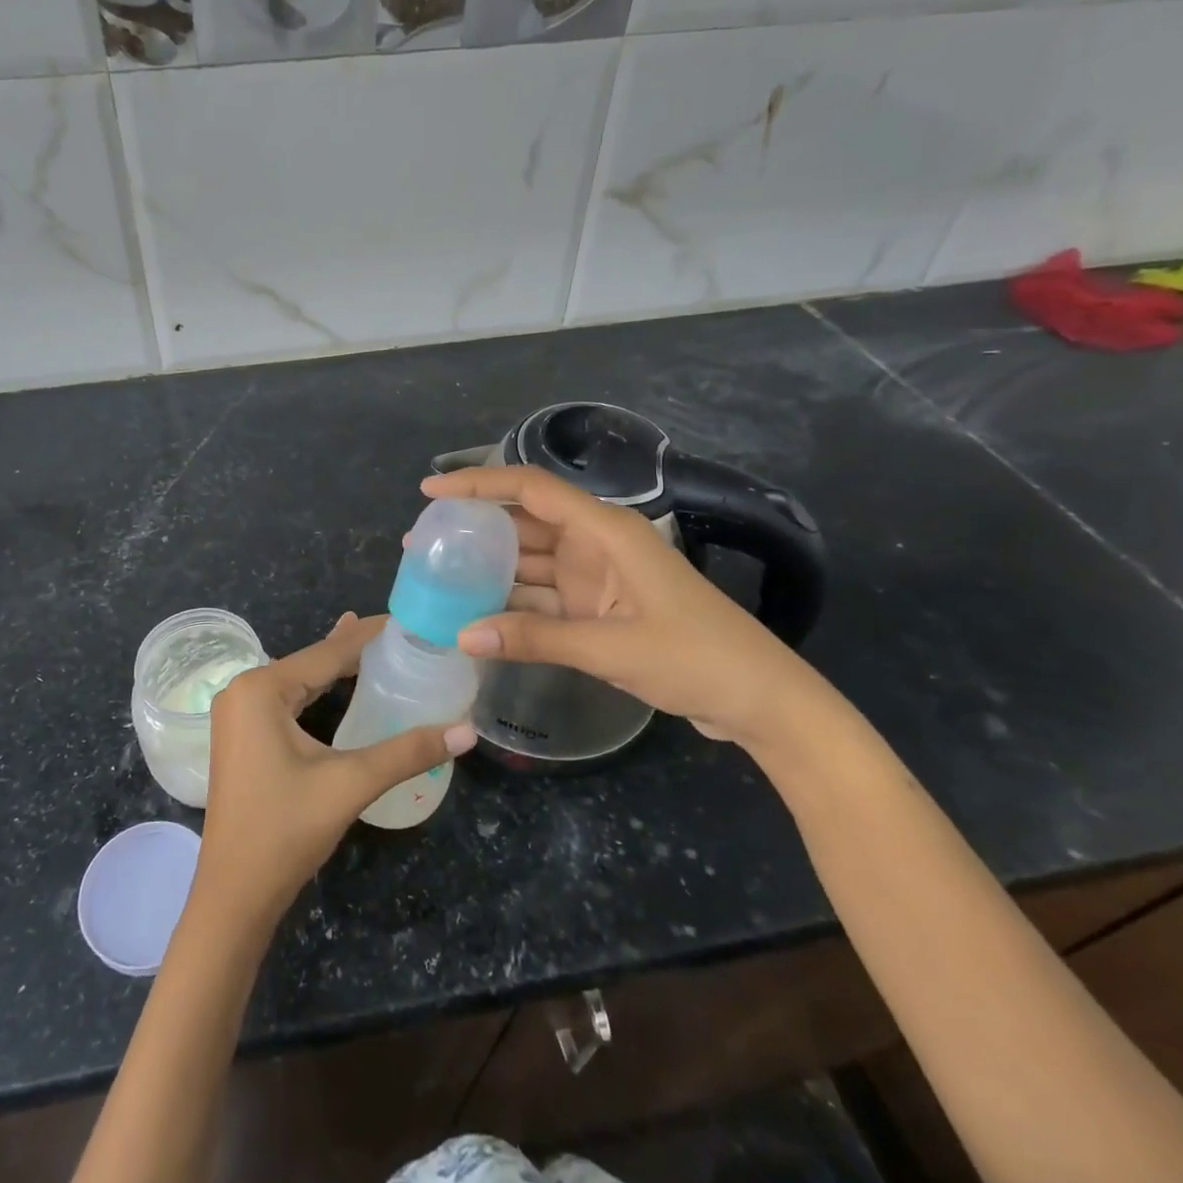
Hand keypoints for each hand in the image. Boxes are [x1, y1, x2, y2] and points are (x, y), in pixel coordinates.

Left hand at [192, 612, 477, 929]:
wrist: (234, 895)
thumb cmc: (285, 831)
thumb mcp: (350, 784)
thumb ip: (407, 752)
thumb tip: (466, 731)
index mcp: (261, 688)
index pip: (327, 651)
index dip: (369, 635)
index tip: (408, 618)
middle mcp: (243, 690)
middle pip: (312, 662)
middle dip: (356, 649)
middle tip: (404, 635)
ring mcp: (238, 714)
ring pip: (299, 680)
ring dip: (336, 668)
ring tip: (377, 647)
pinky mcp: (242, 736)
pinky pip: (286, 700)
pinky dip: (317, 690)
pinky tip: (336, 684)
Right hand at [421, 466, 831, 749]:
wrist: (760, 700)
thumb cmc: (697, 657)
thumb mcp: (612, 648)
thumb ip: (536, 638)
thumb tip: (463, 636)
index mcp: (607, 531)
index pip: (531, 490)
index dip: (479, 482)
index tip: (430, 488)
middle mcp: (597, 545)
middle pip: (524, 523)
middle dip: (475, 526)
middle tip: (423, 540)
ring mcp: (597, 578)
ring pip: (530, 561)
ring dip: (489, 567)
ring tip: (438, 574)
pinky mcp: (598, 608)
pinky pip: (543, 596)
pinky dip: (512, 602)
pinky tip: (477, 612)